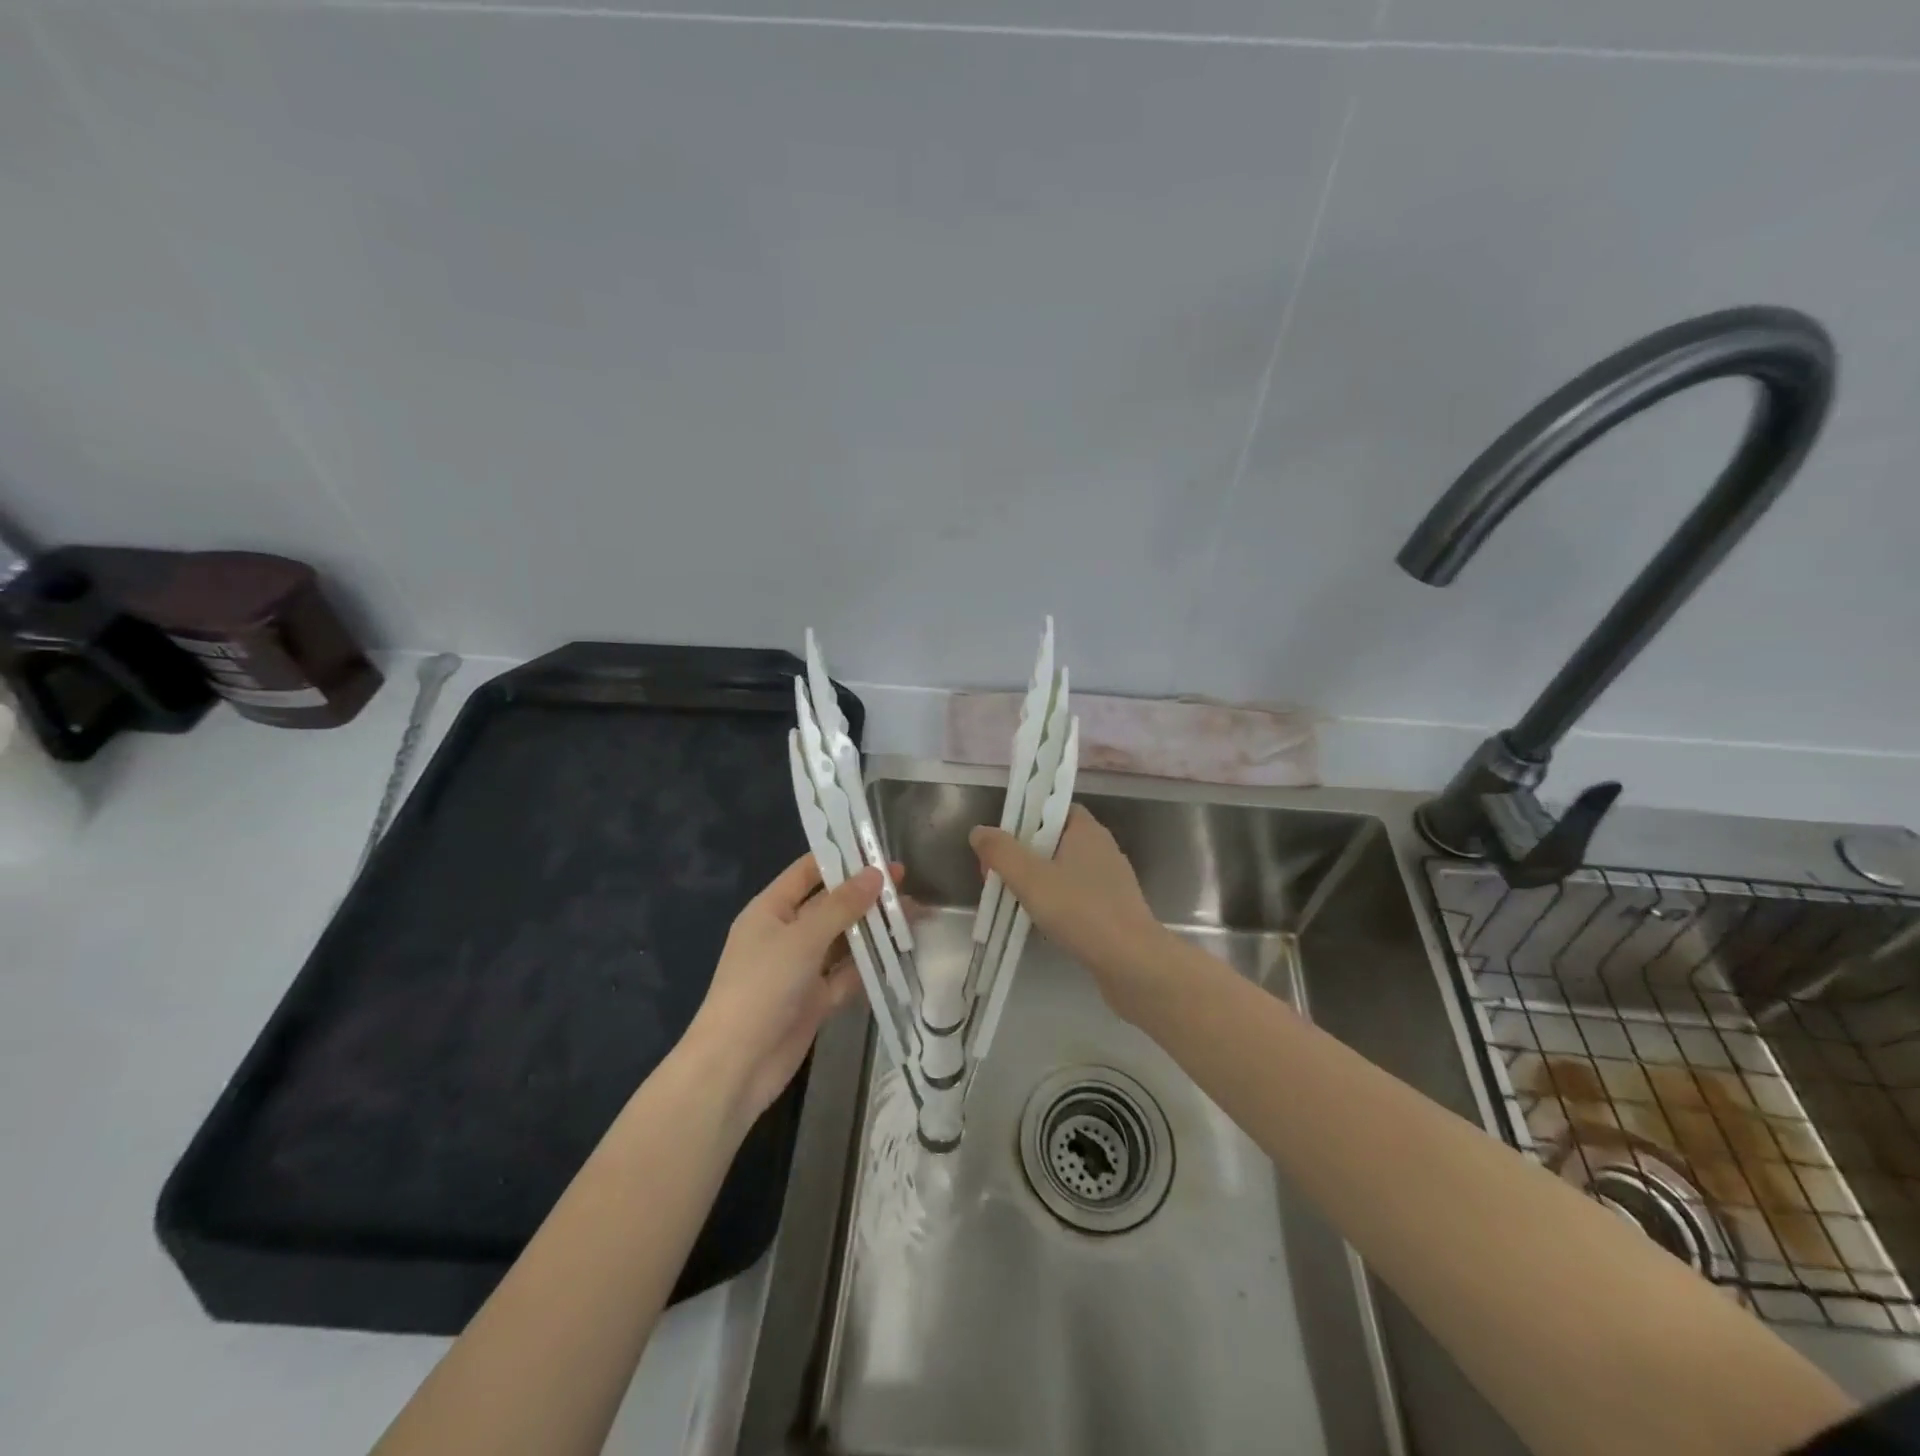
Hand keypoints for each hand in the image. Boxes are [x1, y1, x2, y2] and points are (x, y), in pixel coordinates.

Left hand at [683, 855, 893, 1123]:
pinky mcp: (815, 1000)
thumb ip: (842, 905)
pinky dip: (870, 965)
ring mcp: (801, 969)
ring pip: (843, 940)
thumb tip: (876, 873)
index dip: (840, 859)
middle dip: (865, 894)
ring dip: (873, 929)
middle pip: (830, 905)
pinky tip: (899, 953)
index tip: (878, 849)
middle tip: (906, 881)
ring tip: (912, 913)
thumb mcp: (802, 938)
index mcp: (770, 910)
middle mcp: (786, 934)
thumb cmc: (761, 987)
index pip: (807, 872)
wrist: (736, 1066)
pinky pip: (847, 975)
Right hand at [969, 806, 1169, 1020]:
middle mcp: (1101, 848)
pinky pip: (1075, 895)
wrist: (1133, 964)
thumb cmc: (1081, 911)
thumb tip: (979, 832)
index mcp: (1086, 830)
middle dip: (1022, 855)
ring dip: (1037, 881)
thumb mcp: (1031, 878)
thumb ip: (1001, 852)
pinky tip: (1041, 922)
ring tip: (1012, 901)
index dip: (1024, 818)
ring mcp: (1109, 880)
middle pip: (1053, 839)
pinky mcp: (1112, 909)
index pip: (1052, 807)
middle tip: (996, 877)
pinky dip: (1055, 902)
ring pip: (1063, 870)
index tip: (1000, 840)